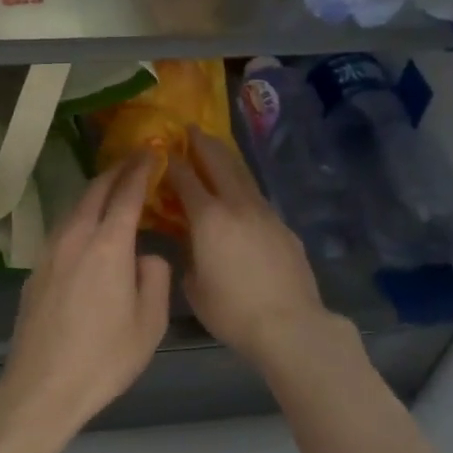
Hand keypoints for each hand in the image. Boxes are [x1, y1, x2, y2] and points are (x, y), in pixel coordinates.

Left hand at [0, 154, 172, 452]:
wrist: (42, 387)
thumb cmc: (104, 358)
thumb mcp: (150, 323)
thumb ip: (154, 278)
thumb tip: (145, 256)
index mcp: (108, 246)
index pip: (127, 194)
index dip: (141, 169)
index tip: (152, 151)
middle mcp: (76, 238)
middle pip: (94, 191)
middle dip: (116, 172)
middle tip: (133, 161)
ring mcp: (50, 252)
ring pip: (74, 208)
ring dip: (95, 192)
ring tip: (112, 189)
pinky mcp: (35, 270)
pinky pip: (62, 229)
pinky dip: (80, 216)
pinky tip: (87, 228)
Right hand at [169, 128, 336, 368]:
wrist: (289, 324)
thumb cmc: (232, 311)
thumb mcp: (194, 286)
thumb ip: (188, 254)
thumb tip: (191, 240)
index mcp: (209, 218)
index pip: (185, 178)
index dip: (172, 161)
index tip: (162, 149)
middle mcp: (237, 205)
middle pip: (218, 162)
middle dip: (202, 143)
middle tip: (190, 128)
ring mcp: (264, 213)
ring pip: (242, 175)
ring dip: (226, 158)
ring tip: (215, 148)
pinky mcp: (283, 226)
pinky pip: (257, 197)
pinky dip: (243, 185)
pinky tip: (239, 193)